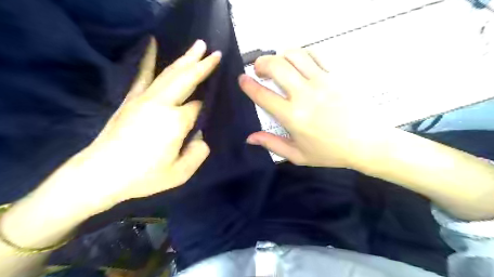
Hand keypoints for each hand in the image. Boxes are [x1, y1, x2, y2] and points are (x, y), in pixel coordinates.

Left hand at [40, 38, 221, 212]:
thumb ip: (199, 153)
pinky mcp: (131, 99)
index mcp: (175, 121)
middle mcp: (161, 103)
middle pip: (186, 79)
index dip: (207, 107)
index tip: (213, 106)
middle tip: (216, 52)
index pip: (199, 107)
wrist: (100, 174)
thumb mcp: (180, 173)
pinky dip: (149, 59)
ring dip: (186, 58)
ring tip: (199, 45)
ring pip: (170, 73)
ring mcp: (144, 98)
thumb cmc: (143, 176)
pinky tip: (153, 44)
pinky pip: (143, 74)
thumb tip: (201, 136)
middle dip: (203, 65)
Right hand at [241, 47, 390, 166]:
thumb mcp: (298, 155)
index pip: (263, 95)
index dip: (248, 84)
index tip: (242, 79)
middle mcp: (304, 95)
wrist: (367, 142)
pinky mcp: (336, 75)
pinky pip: (315, 55)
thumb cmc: (330, 152)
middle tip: (258, 69)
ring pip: (294, 55)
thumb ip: (272, 144)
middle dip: (261, 63)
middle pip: (276, 66)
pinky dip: (301, 54)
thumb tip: (250, 138)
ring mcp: (322, 82)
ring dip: (280, 55)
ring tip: (277, 63)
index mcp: (293, 117)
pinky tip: (298, 62)